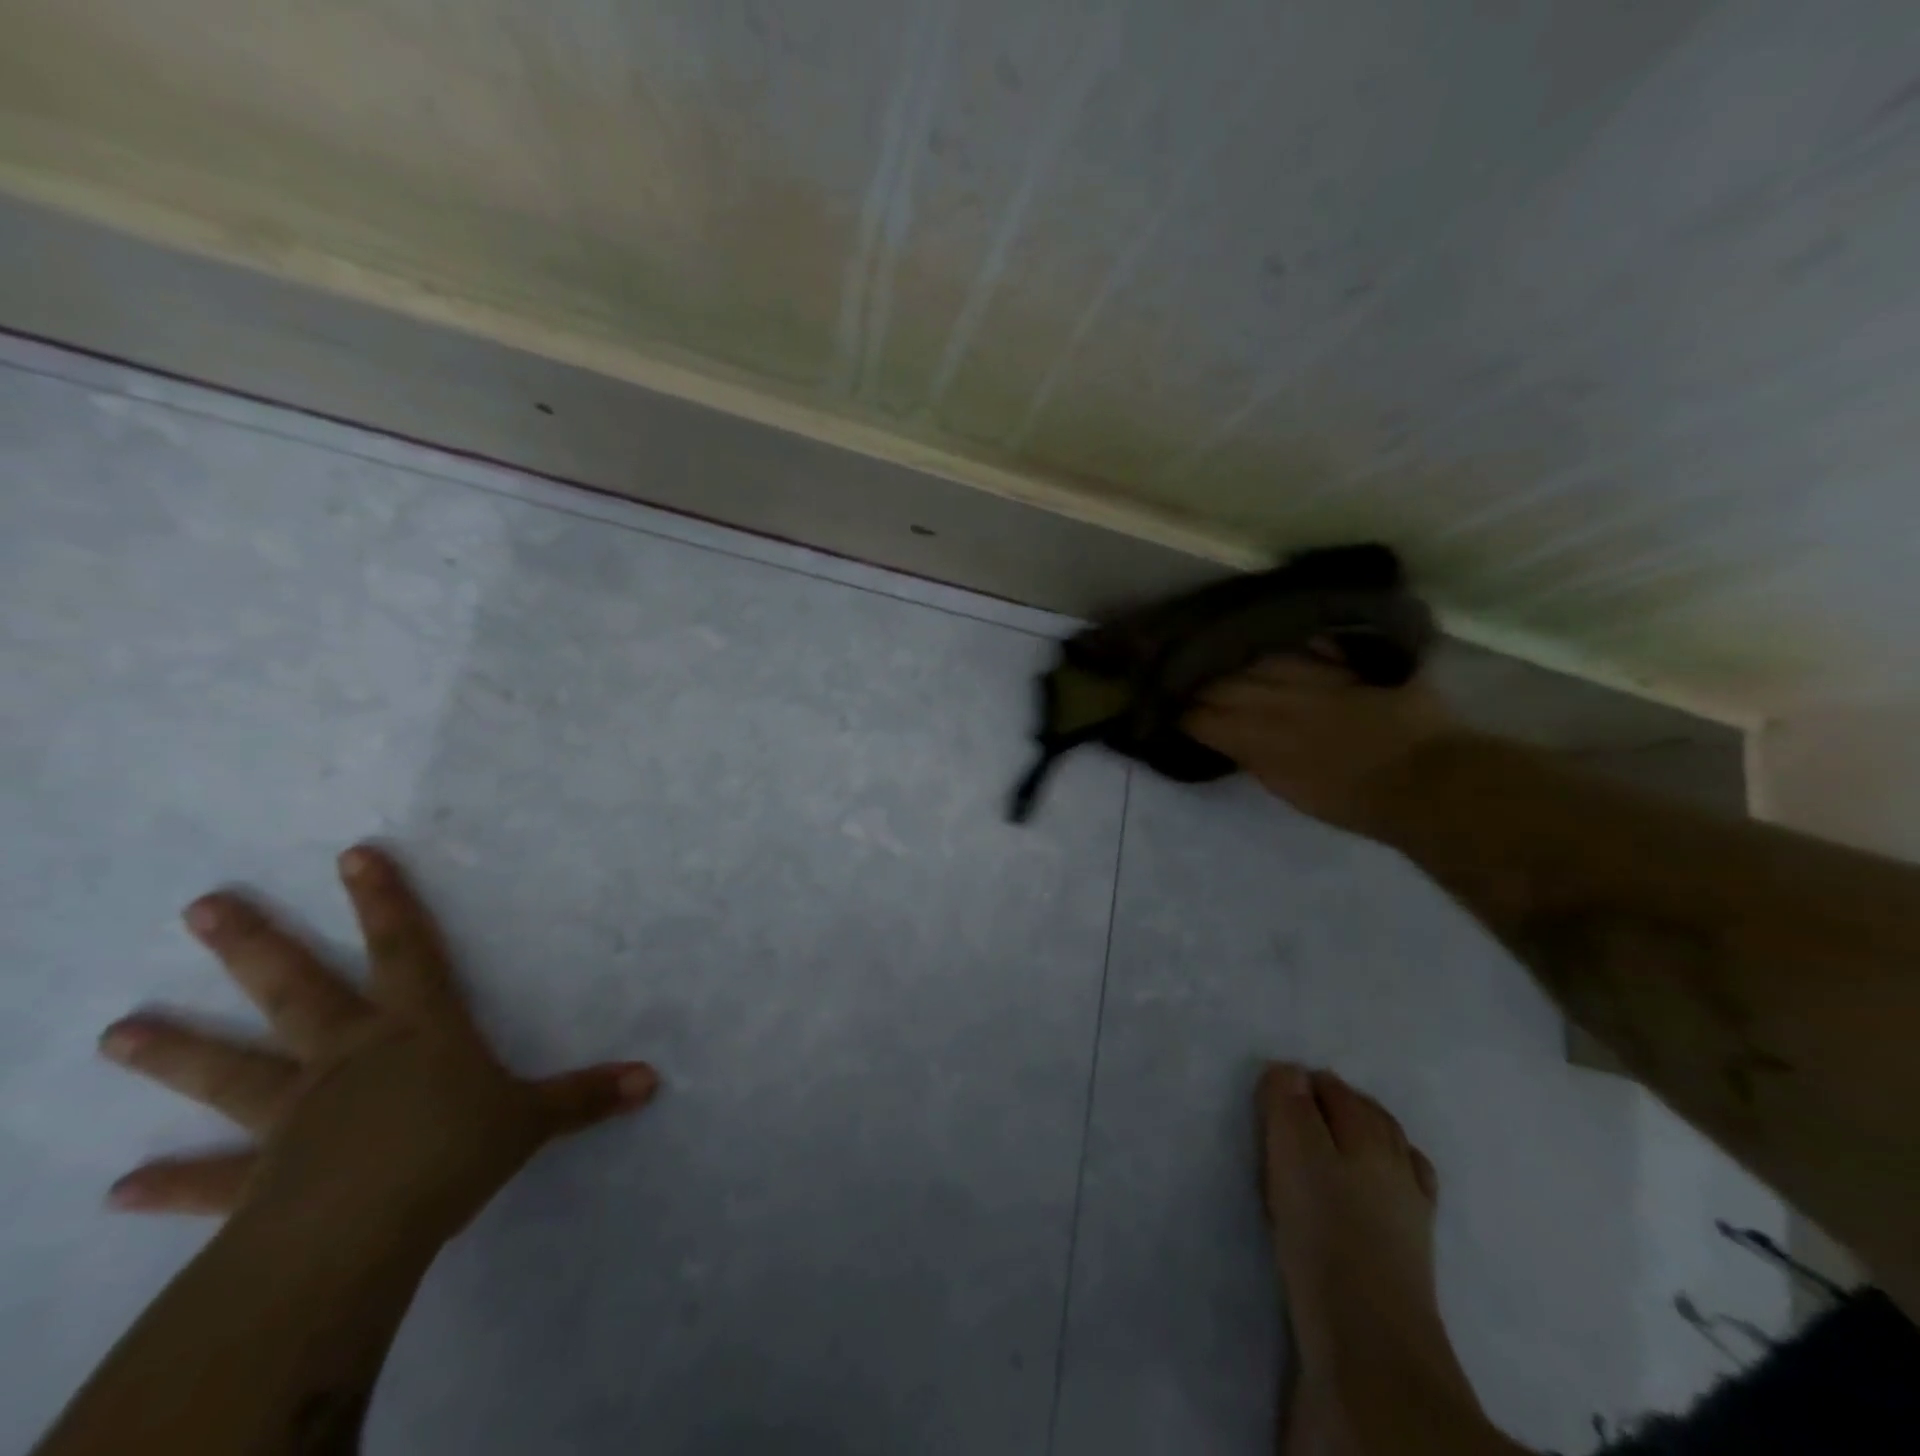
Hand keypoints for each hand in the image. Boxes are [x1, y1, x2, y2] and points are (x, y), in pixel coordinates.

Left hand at [97, 844, 658, 1241]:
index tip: (353, 853)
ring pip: (232, 1072)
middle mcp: (349, 1057)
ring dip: (176, 1053)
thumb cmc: (455, 1150)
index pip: (406, 949)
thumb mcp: (534, 1119)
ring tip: (115, 1031)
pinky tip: (121, 1188)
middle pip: (298, 991)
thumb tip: (653, 1080)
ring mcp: (296, 1115)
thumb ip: (587, 1095)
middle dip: (254, 947)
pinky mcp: (258, 1180)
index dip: (385, 900)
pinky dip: (172, 1183)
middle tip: (201, 907)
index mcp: (418, 1030)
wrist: (366, 1230)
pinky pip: (214, 1179)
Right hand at [1184, 655, 1456, 833]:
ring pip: (1262, 660)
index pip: (1208, 718)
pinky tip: (1275, 632)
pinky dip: (1293, 640)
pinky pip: (1314, 644)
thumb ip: (1257, 758)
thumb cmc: (1354, 800)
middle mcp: (1280, 703)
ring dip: (1234, 655)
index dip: (1184, 711)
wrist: (1425, 784)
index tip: (1165, 704)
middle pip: (1228, 684)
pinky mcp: (1350, 667)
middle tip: (1175, 669)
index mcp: (1262, 739)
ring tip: (1213, 646)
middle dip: (1198, 678)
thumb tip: (1230, 736)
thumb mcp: (1290, 788)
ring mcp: (1315, 679)